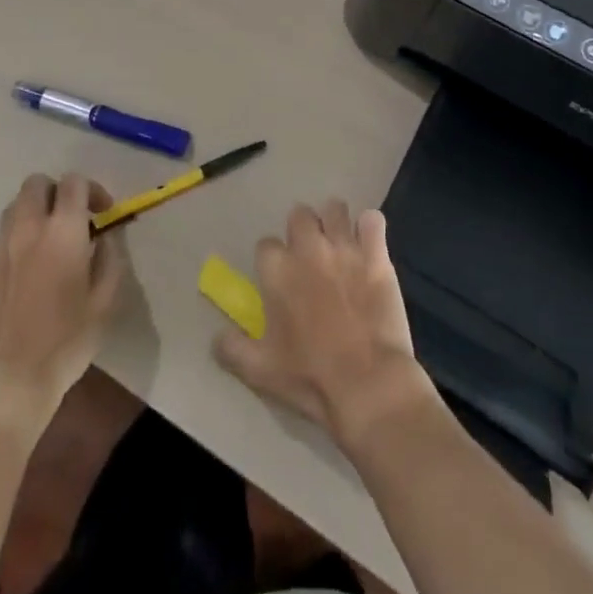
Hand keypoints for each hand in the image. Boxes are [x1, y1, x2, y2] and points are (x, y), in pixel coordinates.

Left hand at [0, 173, 125, 415]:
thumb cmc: (64, 342)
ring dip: (32, 215)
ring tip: (44, 245)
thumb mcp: (104, 302)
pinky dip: (14, 244)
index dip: (92, 191)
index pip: (74, 182)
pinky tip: (21, 276)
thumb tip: (104, 237)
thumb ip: (109, 258)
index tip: (101, 215)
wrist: (4, 382)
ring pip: (14, 208)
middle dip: (55, 193)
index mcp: (63, 229)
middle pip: (37, 183)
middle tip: (69, 221)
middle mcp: (28, 226)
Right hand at [214, 200, 434, 448]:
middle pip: (299, 214)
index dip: (273, 259)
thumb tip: (216, 337)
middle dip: (302, 230)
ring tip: (340, 244)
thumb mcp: (260, 371)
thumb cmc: (310, 377)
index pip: (266, 244)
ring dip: (335, 223)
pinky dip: (370, 229)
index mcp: (277, 270)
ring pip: (335, 208)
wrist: (367, 385)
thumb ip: (232, 349)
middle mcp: (308, 248)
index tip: (281, 278)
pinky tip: (370, 246)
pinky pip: (372, 220)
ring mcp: (344, 247)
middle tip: (311, 255)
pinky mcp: (376, 255)